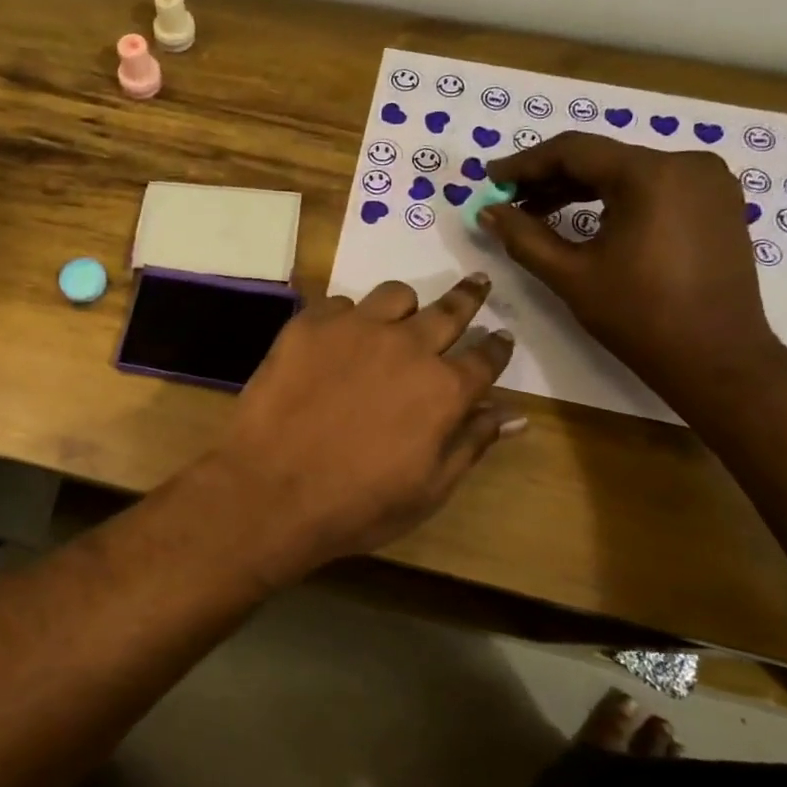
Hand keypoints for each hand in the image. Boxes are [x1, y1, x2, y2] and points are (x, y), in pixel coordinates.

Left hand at [211, 275, 519, 572]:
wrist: (271, 489)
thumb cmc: (357, 504)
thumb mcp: (428, 489)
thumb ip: (472, 443)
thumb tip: (514, 416)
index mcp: (444, 388)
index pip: (486, 358)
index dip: (497, 347)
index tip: (502, 336)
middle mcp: (408, 346)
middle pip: (449, 310)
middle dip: (469, 296)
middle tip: (478, 282)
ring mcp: (356, 329)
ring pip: (395, 295)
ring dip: (405, 305)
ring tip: (400, 314)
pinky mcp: (310, 325)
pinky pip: (339, 304)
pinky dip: (346, 317)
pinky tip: (337, 338)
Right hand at [478, 132, 785, 409]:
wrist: (716, 359)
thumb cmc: (639, 316)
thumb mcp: (571, 275)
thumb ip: (523, 236)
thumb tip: (488, 211)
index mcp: (650, 174)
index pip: (573, 150)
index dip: (524, 163)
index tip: (491, 179)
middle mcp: (685, 163)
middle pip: (601, 158)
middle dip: (549, 178)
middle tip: (508, 200)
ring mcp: (708, 181)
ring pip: (627, 171)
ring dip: (580, 188)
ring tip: (537, 212)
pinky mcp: (717, 202)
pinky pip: (653, 186)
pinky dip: (615, 197)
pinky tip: (586, 220)